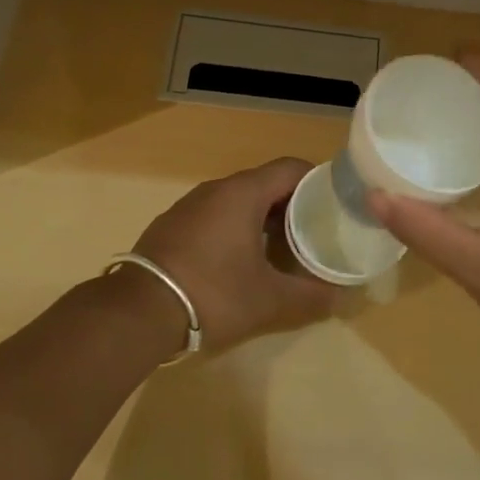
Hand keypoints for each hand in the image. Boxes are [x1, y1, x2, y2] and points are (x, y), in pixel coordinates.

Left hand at [132, 158, 334, 353]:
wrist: (138, 312)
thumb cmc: (213, 294)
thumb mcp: (269, 300)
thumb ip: (311, 296)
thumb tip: (341, 296)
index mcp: (243, 193)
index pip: (290, 168)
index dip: (317, 181)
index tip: (334, 205)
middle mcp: (216, 189)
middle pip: (265, 183)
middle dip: (293, 204)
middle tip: (314, 231)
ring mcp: (189, 205)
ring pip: (238, 199)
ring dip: (263, 217)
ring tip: (282, 248)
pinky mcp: (171, 225)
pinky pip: (215, 214)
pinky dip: (236, 227)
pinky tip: (240, 259)